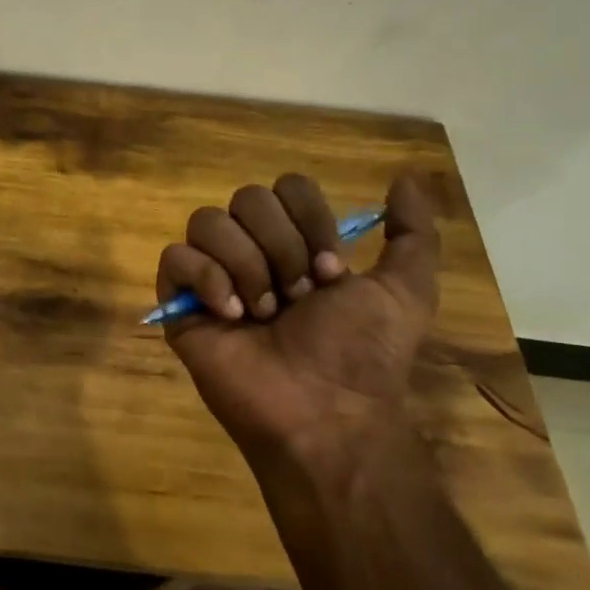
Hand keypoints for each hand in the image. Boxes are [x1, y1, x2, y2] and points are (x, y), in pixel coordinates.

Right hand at [157, 173, 439, 471]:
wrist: (324, 411)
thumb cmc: (363, 354)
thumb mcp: (405, 292)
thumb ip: (413, 234)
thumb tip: (405, 177)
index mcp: (296, 244)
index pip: (287, 188)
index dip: (311, 221)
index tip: (331, 272)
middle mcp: (252, 251)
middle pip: (248, 198)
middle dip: (282, 247)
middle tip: (299, 296)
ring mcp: (212, 276)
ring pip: (207, 221)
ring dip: (247, 265)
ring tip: (265, 312)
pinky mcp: (179, 302)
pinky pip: (175, 258)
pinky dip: (207, 279)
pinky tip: (232, 316)